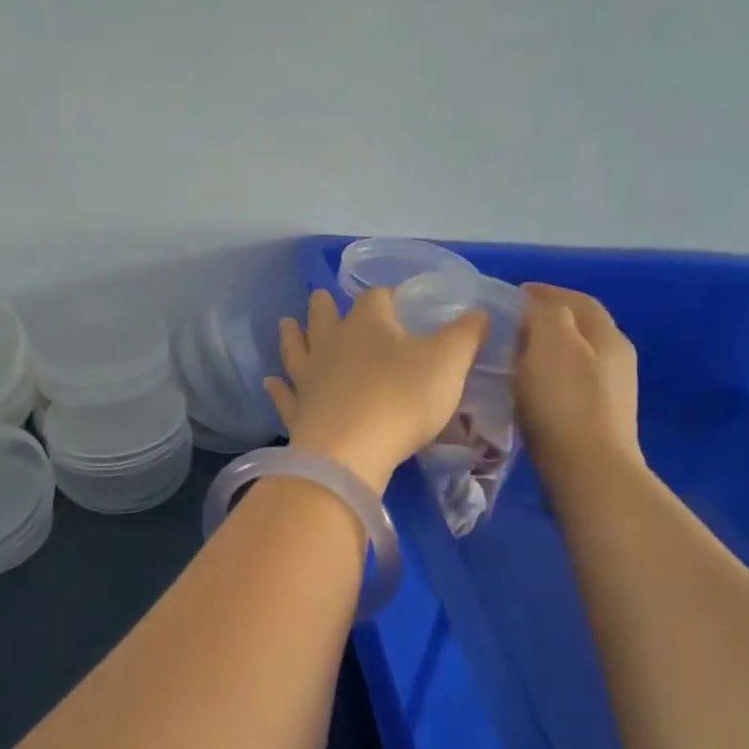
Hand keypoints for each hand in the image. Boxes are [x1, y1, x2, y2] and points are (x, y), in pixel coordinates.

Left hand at [264, 288, 489, 492]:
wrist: (349, 452)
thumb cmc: (402, 399)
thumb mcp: (449, 363)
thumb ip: (466, 335)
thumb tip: (478, 312)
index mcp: (368, 324)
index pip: (377, 298)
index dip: (389, 296)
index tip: (398, 301)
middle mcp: (332, 344)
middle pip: (325, 317)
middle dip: (325, 307)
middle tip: (320, 297)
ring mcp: (309, 379)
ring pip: (298, 350)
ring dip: (293, 337)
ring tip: (286, 324)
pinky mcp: (298, 412)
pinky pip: (285, 396)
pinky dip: (278, 389)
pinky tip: (270, 383)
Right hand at [514, 284, 641, 472]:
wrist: (587, 470)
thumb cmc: (565, 401)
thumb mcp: (551, 344)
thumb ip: (546, 315)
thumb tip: (539, 309)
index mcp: (608, 336)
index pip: (578, 301)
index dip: (547, 292)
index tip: (515, 292)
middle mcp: (617, 360)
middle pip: (580, 329)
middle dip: (548, 320)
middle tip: (512, 323)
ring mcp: (610, 394)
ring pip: (574, 358)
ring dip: (546, 351)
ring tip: (514, 354)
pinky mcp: (596, 422)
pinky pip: (568, 386)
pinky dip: (547, 378)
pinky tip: (528, 389)